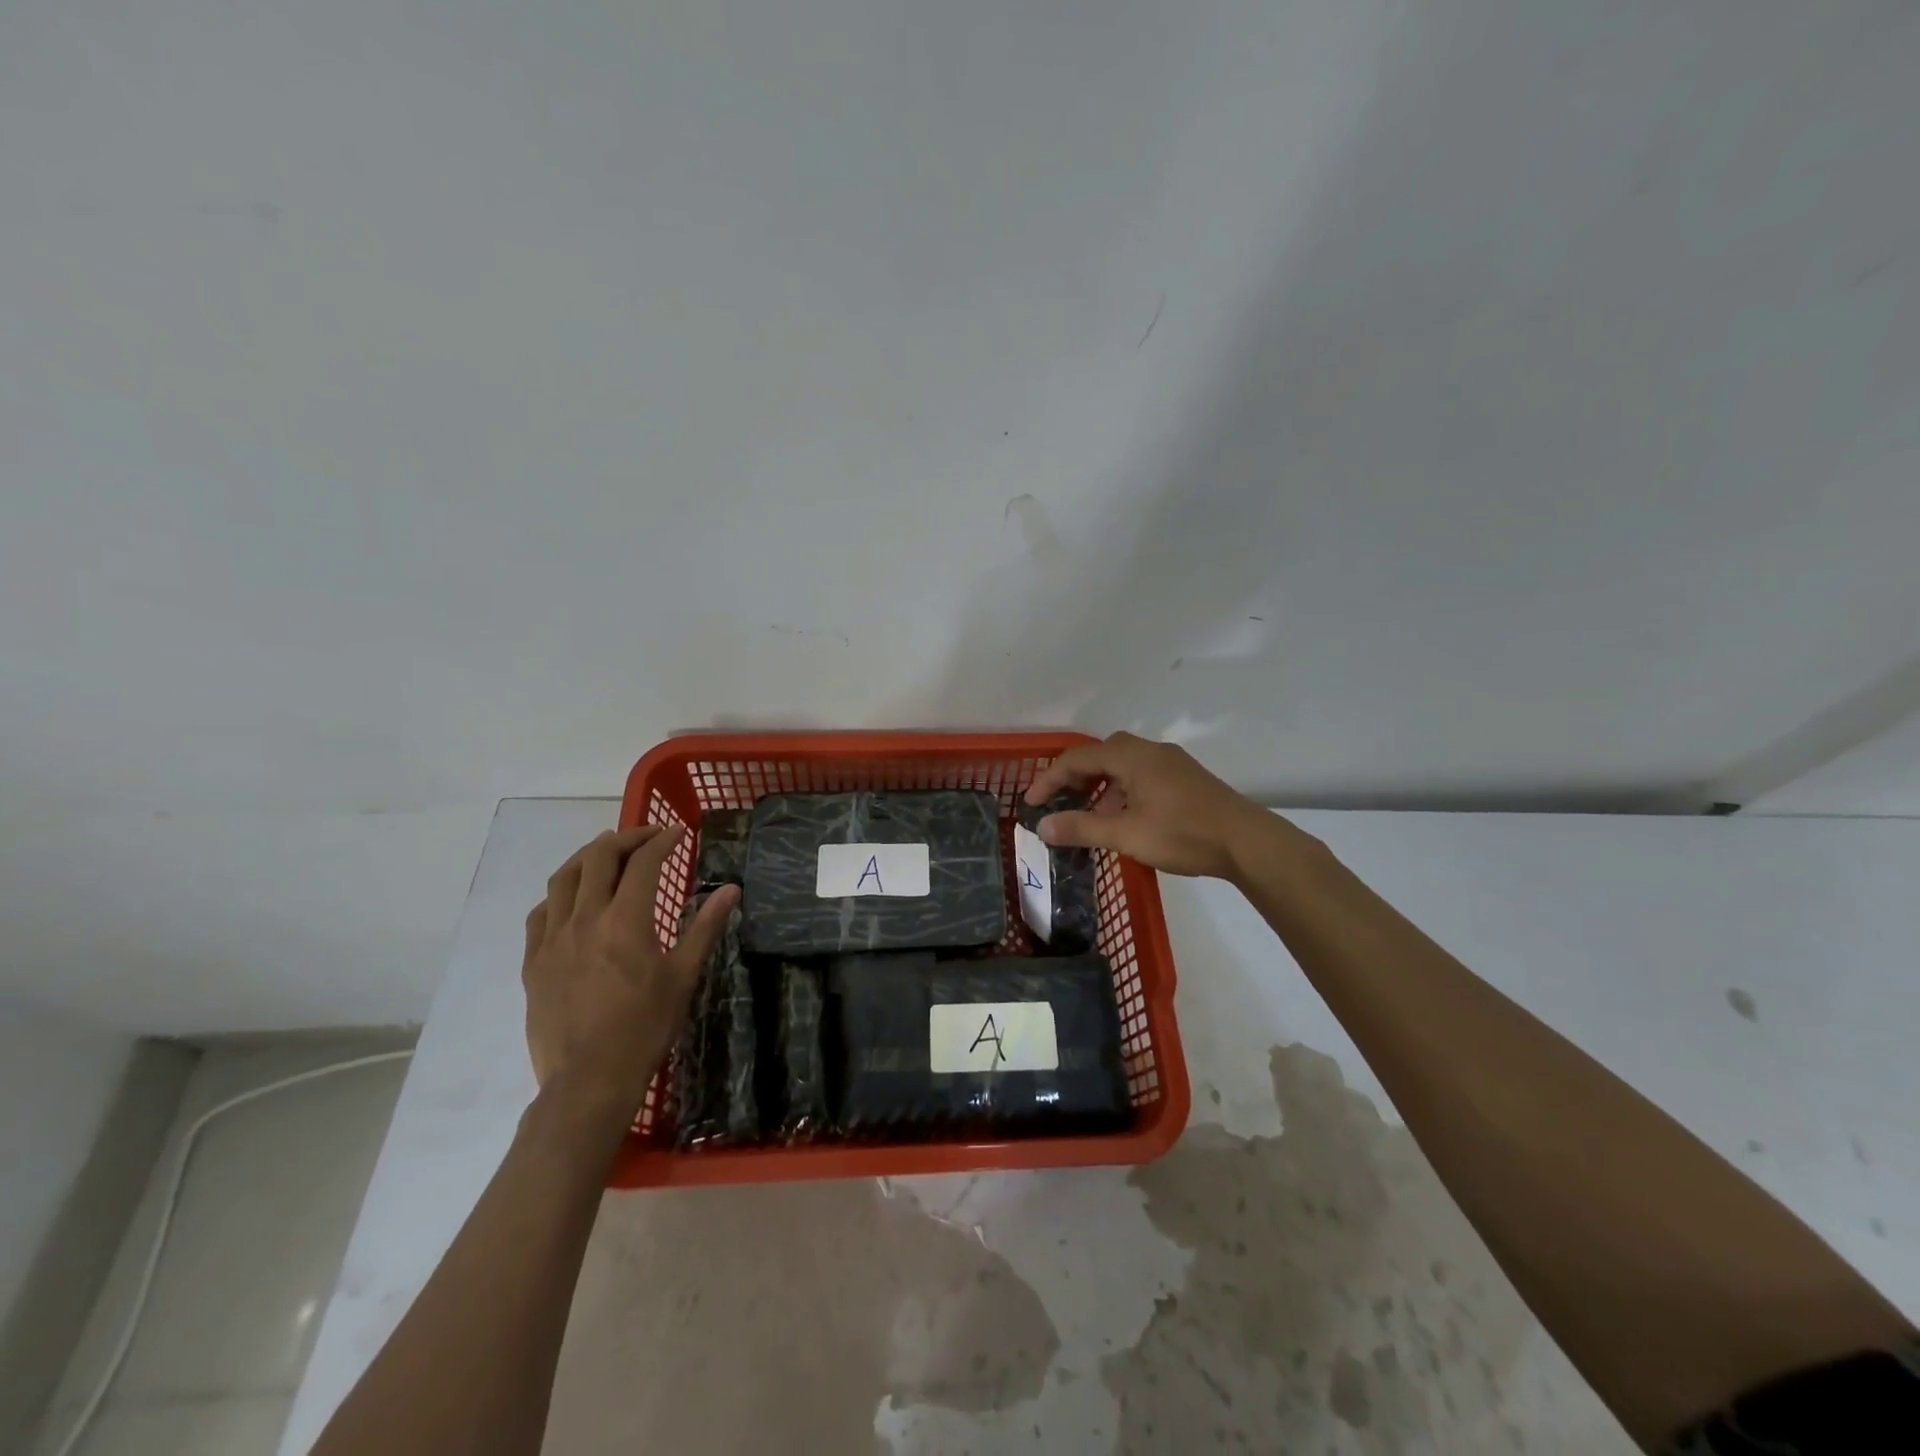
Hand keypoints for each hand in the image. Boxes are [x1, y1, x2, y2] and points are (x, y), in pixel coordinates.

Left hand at [522, 825, 737, 1115]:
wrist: (589, 1080)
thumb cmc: (645, 1027)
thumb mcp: (683, 976)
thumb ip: (705, 927)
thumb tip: (732, 889)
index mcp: (626, 920)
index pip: (643, 863)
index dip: (662, 841)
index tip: (677, 833)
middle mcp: (585, 919)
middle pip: (598, 858)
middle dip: (624, 838)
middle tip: (645, 837)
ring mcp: (553, 939)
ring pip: (564, 878)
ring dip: (588, 857)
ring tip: (607, 854)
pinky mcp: (533, 961)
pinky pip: (541, 913)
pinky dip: (560, 894)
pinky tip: (572, 899)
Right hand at [1023, 732, 1273, 879]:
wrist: (1247, 842)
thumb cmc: (1183, 834)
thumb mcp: (1126, 835)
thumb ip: (1082, 828)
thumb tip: (1042, 826)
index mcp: (1132, 757)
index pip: (1077, 759)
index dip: (1049, 779)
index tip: (1030, 803)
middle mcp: (1150, 751)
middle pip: (1100, 754)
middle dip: (1074, 777)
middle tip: (1058, 801)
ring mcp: (1172, 763)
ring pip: (1123, 765)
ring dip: (1100, 785)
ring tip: (1090, 814)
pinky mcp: (1186, 778)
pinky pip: (1141, 774)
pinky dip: (1121, 789)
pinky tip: (1125, 818)